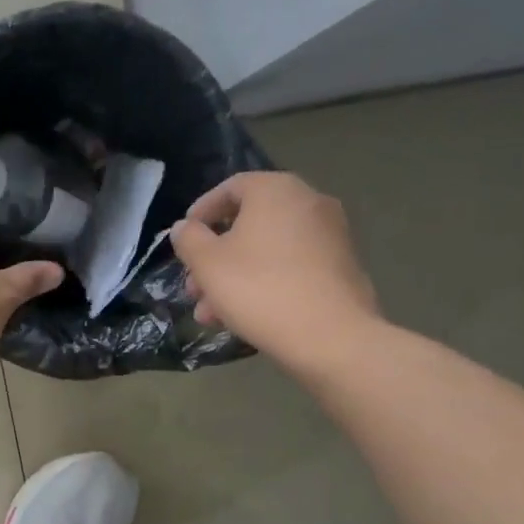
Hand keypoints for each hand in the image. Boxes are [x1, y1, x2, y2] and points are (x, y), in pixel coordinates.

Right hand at [169, 171, 380, 374]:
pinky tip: (242, 316)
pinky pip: (290, 266)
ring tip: (210, 313)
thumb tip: (185, 227)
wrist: (331, 336)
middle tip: (192, 286)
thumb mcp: (207, 263)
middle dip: (214, 256)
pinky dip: (263, 282)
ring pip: (266, 249)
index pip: (230, 187)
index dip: (201, 211)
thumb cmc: (259, 288)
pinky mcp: (341, 266)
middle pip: (248, 223)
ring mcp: (330, 234)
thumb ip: (188, 238)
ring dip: (233, 276)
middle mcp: (308, 202)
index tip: (183, 238)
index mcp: (276, 190)